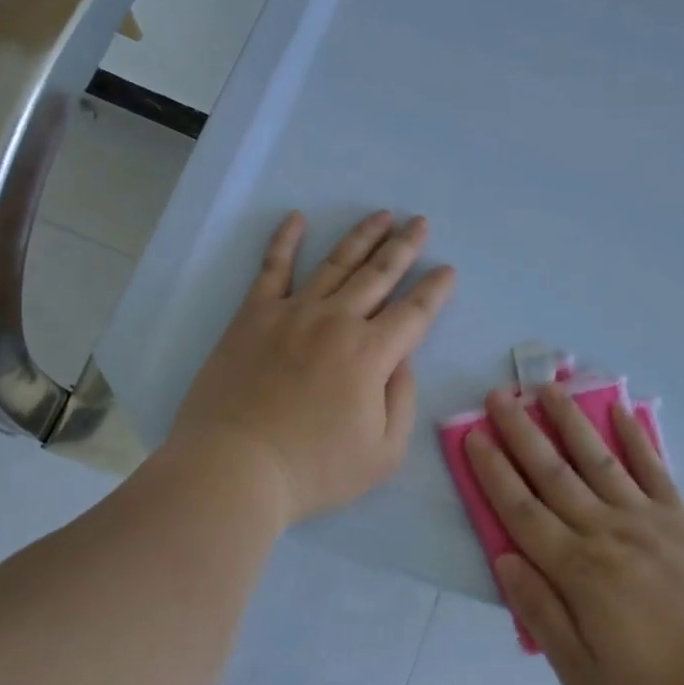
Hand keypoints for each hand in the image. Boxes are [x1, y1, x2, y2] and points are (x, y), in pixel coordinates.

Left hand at [171, 211, 455, 525]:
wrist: (235, 468)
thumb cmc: (314, 470)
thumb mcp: (384, 453)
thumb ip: (402, 400)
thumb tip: (402, 360)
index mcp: (372, 354)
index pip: (415, 311)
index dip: (436, 289)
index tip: (448, 270)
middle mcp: (337, 321)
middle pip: (379, 274)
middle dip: (404, 246)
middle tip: (419, 222)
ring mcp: (293, 313)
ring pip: (336, 263)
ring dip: (362, 237)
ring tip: (382, 215)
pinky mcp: (254, 316)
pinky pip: (273, 268)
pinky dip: (285, 240)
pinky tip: (297, 218)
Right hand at [466, 383, 683, 684]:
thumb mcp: (581, 674)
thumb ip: (540, 613)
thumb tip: (504, 558)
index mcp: (577, 570)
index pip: (522, 510)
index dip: (494, 472)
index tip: (474, 436)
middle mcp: (605, 531)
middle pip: (553, 474)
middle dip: (521, 432)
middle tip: (498, 396)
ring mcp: (646, 519)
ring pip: (598, 460)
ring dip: (570, 421)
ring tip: (548, 388)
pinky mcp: (681, 518)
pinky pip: (654, 469)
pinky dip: (636, 437)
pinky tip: (621, 410)